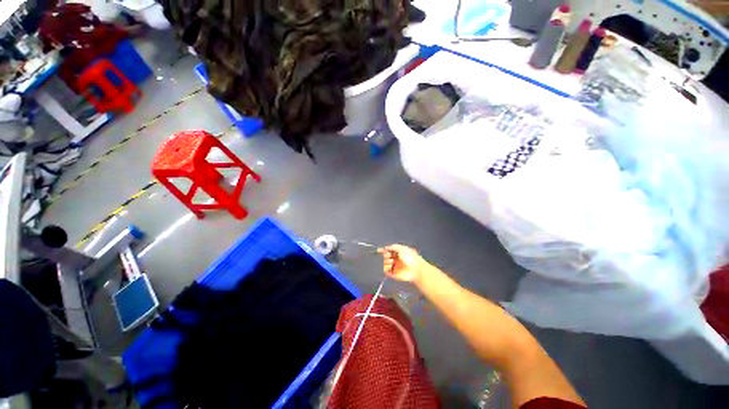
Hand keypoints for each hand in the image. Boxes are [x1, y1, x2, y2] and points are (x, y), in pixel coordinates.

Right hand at [378, 244, 427, 282]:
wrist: (415, 269)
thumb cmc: (410, 257)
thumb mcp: (401, 248)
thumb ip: (393, 246)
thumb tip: (386, 247)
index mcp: (398, 253)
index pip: (388, 251)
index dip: (383, 250)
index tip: (379, 250)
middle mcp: (395, 259)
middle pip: (385, 256)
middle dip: (385, 255)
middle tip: (388, 255)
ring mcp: (394, 267)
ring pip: (384, 263)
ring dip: (386, 261)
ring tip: (391, 261)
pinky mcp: (393, 274)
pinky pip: (385, 271)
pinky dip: (386, 268)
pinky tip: (390, 266)